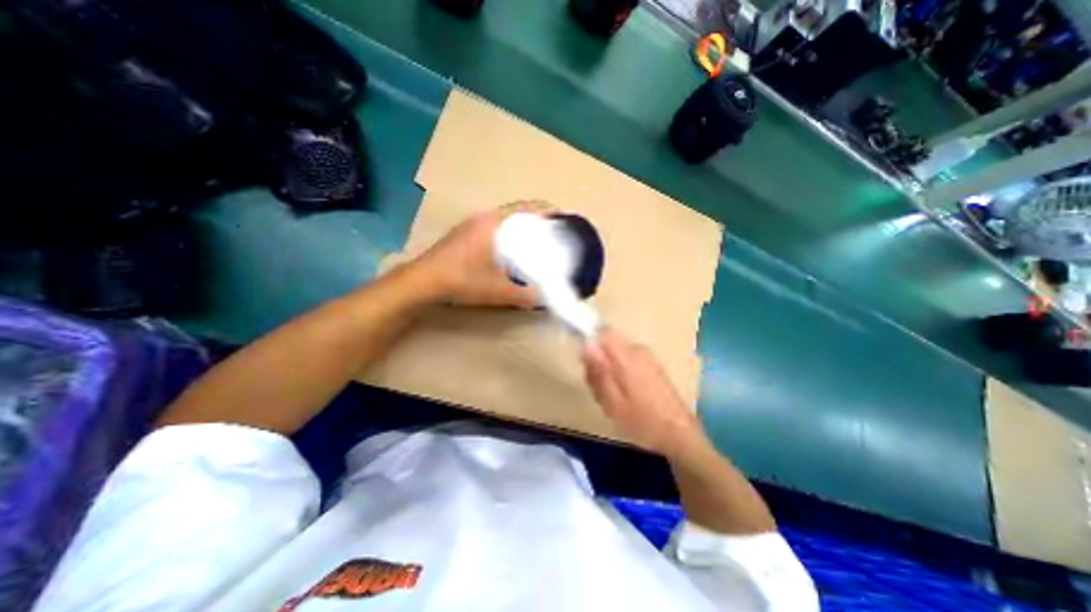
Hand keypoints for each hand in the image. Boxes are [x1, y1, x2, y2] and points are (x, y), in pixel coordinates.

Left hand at [416, 202, 556, 308]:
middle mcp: (481, 219)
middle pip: (514, 212)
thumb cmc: (462, 280)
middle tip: (550, 231)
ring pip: (501, 220)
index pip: (524, 208)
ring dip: (518, 226)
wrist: (422, 282)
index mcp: (492, 224)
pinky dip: (505, 233)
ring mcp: (469, 225)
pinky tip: (508, 250)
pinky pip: (491, 228)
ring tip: (533, 240)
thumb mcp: (498, 291)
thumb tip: (544, 299)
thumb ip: (524, 295)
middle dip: (534, 219)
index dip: (544, 209)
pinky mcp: (462, 235)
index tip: (560, 215)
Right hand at [585, 330, 703, 452]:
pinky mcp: (653, 365)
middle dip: (599, 363)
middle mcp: (638, 350)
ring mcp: (648, 357)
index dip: (591, 345)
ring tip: (612, 398)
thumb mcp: (613, 401)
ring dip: (609, 371)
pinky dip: (621, 374)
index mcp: (628, 357)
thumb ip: (599, 371)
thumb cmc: (642, 421)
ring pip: (617, 354)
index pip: (603, 333)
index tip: (588, 367)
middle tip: (599, 390)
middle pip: (608, 345)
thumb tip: (585, 344)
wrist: (679, 435)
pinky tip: (626, 396)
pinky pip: (628, 361)